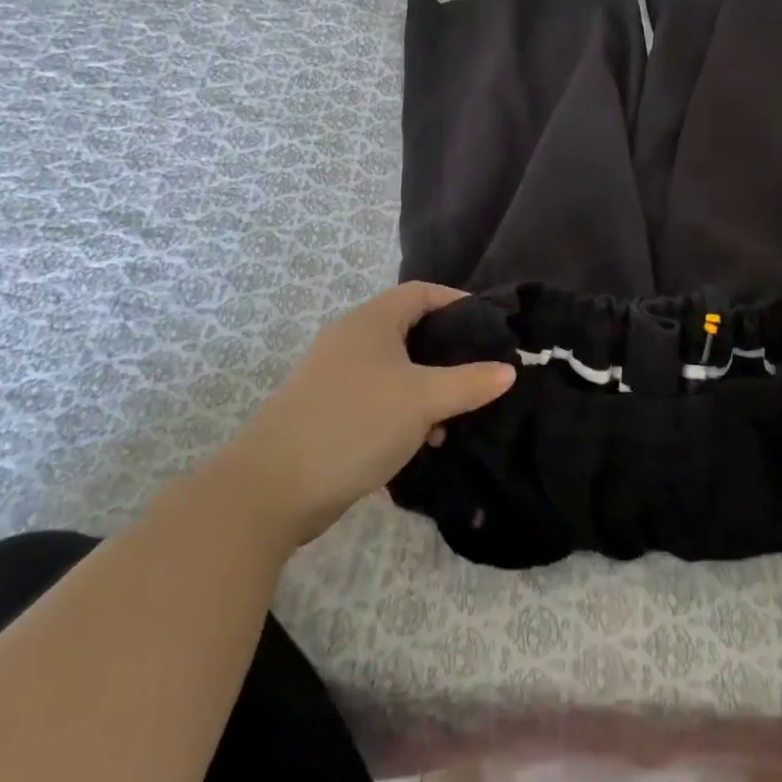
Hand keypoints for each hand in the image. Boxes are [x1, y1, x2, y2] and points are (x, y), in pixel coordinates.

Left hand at [234, 283, 513, 548]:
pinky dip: (404, 409)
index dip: (457, 302)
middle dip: (447, 350)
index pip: (421, 293)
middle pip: (410, 330)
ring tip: (455, 414)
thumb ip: (469, 383)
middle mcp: (351, 339)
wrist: (271, 489)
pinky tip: (422, 440)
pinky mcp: (327, 410)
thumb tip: (509, 370)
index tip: (490, 326)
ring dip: (427, 386)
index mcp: (371, 322)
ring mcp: (335, 376)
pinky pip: (378, 397)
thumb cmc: (354, 424)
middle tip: (480, 370)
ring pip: (395, 368)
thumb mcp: (422, 400)